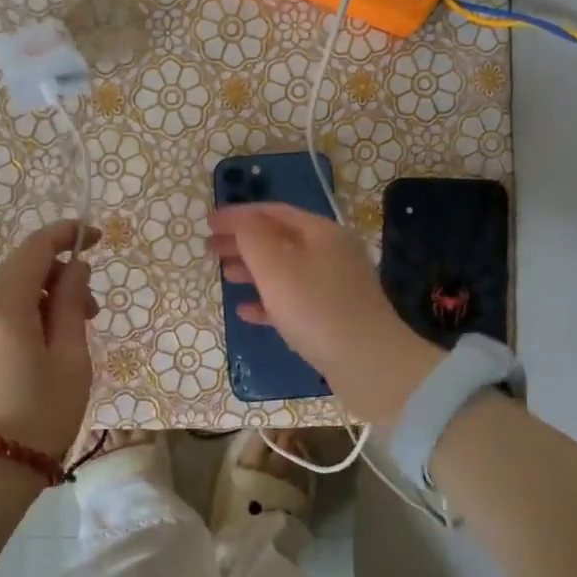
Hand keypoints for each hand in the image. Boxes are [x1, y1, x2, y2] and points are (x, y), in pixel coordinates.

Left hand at [0, 220, 100, 461]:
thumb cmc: (41, 413)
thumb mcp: (71, 357)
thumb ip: (72, 304)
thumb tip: (75, 267)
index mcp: (4, 306)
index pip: (34, 248)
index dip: (66, 234)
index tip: (96, 237)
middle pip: (22, 268)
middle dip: (61, 273)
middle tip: (93, 308)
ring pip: (13, 292)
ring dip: (48, 296)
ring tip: (77, 331)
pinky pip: (2, 314)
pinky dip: (30, 313)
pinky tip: (51, 343)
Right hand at [208, 203, 439, 424]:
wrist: (369, 363)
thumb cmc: (315, 308)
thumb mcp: (275, 266)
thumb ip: (252, 236)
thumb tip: (241, 219)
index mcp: (321, 232)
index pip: (273, 212)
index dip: (238, 214)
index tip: (208, 222)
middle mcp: (332, 252)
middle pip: (280, 238)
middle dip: (243, 241)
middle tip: (210, 248)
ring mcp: (335, 285)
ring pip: (286, 269)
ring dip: (253, 269)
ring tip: (225, 275)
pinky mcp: (334, 315)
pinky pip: (294, 299)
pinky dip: (268, 300)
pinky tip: (246, 311)